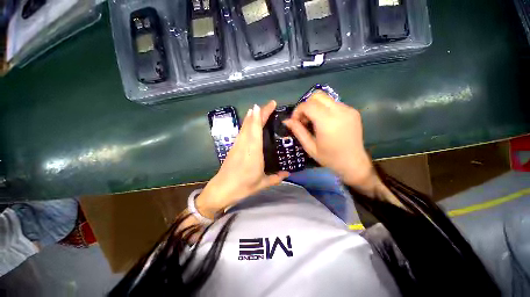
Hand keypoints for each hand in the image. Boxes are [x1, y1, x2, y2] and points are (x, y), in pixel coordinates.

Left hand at [196, 101, 289, 218]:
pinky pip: (242, 131)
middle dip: (260, 112)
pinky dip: (247, 123)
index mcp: (253, 152)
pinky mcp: (233, 147)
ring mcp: (237, 145)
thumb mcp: (262, 183)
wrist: (222, 189)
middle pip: (251, 123)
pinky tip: (249, 122)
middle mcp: (245, 144)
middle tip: (270, 104)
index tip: (268, 105)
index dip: (261, 115)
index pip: (257, 128)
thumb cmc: (243, 186)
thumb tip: (288, 173)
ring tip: (260, 109)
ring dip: (252, 116)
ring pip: (245, 126)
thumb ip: (276, 177)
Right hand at [283, 91, 378, 193]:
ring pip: (326, 98)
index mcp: (327, 122)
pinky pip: (334, 104)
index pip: (308, 105)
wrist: (354, 163)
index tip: (295, 121)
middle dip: (306, 105)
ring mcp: (348, 110)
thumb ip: (298, 131)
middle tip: (304, 120)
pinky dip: (325, 109)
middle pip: (317, 95)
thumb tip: (287, 121)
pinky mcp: (353, 111)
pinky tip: (325, 122)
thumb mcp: (310, 147)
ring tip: (314, 122)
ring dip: (315, 107)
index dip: (298, 110)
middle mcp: (339, 111)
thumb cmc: (330, 158)